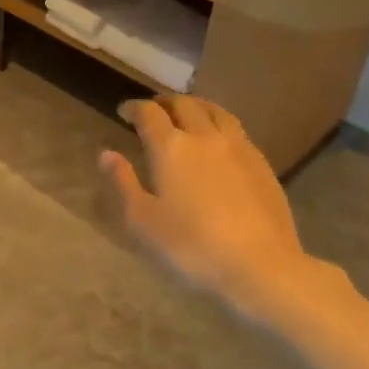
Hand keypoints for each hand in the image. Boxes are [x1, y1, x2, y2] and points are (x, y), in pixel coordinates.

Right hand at [101, 95, 311, 308]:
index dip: (134, 108)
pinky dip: (219, 123)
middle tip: (153, 111)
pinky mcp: (261, 163)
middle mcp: (205, 136)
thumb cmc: (191, 246)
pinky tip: (218, 141)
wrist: (260, 266)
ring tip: (187, 114)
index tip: (124, 112)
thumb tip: (107, 153)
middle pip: (184, 104)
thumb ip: (123, 182)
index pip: (149, 113)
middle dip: (164, 102)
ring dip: (195, 106)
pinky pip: (236, 129)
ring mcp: (238, 147)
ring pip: (215, 111)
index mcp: (171, 147)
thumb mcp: (143, 221)